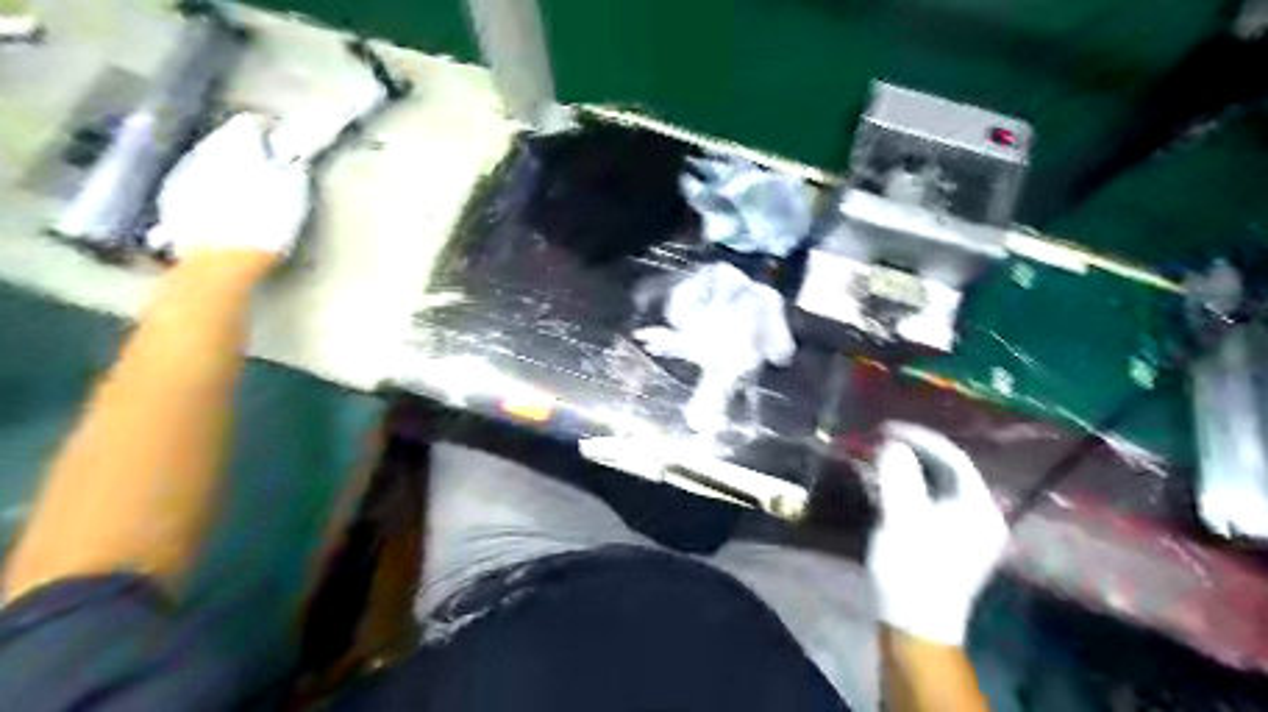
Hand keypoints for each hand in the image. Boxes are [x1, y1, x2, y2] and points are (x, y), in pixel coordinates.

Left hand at [147, 113, 310, 262]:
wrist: (220, 261)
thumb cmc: (266, 226)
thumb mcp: (294, 196)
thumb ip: (291, 170)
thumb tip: (289, 159)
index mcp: (237, 146)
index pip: (250, 122)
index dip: (269, 130)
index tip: (282, 141)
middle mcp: (205, 152)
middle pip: (224, 138)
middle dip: (244, 147)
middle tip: (265, 164)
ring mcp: (183, 174)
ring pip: (207, 158)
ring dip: (225, 166)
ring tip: (243, 185)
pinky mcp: (171, 198)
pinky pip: (193, 181)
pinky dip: (209, 185)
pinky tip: (221, 204)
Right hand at [863, 419, 1010, 646]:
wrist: (914, 623)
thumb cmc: (912, 569)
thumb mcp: (902, 520)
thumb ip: (899, 478)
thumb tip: (893, 444)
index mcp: (979, 508)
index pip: (953, 457)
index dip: (919, 437)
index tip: (886, 427)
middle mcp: (980, 515)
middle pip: (947, 470)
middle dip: (913, 451)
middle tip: (881, 439)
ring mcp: (967, 530)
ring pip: (938, 485)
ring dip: (909, 468)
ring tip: (881, 457)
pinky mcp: (950, 541)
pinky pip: (932, 500)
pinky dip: (910, 487)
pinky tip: (888, 485)